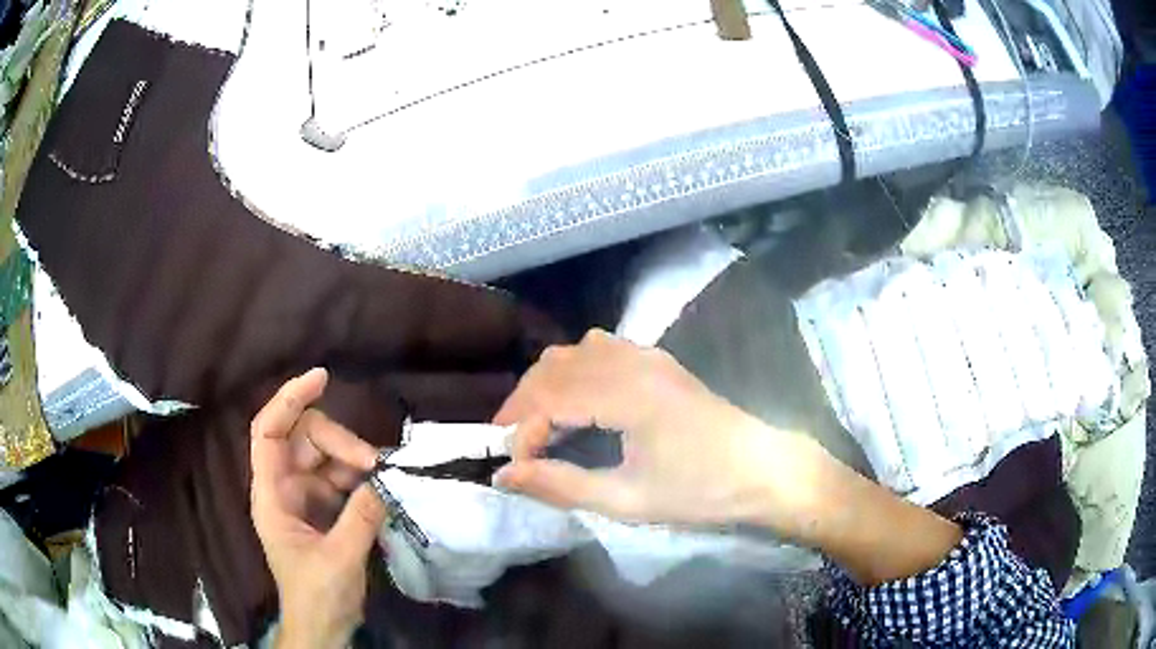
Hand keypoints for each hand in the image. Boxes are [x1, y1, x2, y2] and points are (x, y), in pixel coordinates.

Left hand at [250, 368, 387, 648]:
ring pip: (326, 455)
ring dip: (354, 461)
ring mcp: (304, 497)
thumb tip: (383, 480)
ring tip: (380, 482)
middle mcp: (284, 487)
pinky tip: (378, 491)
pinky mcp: (324, 508)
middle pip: (304, 438)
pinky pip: (341, 477)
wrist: (324, 626)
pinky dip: (360, 478)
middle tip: (374, 465)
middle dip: (339, 442)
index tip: (321, 379)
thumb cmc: (319, 596)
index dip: (288, 400)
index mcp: (272, 496)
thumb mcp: (340, 559)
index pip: (268, 432)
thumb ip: (360, 517)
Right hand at [493, 330, 962, 585]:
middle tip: (516, 449)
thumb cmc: (702, 491)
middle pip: (553, 367)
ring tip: (539, 428)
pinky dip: (573, 371)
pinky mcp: (657, 361)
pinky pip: (599, 349)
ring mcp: (647, 355)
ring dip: (546, 386)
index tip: (516, 468)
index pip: (548, 398)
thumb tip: (503, 476)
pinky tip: (577, 401)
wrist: (765, 471)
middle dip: (524, 406)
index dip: (521, 431)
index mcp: (628, 393)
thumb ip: (561, 486)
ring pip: (573, 352)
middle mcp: (632, 361)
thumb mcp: (628, 500)